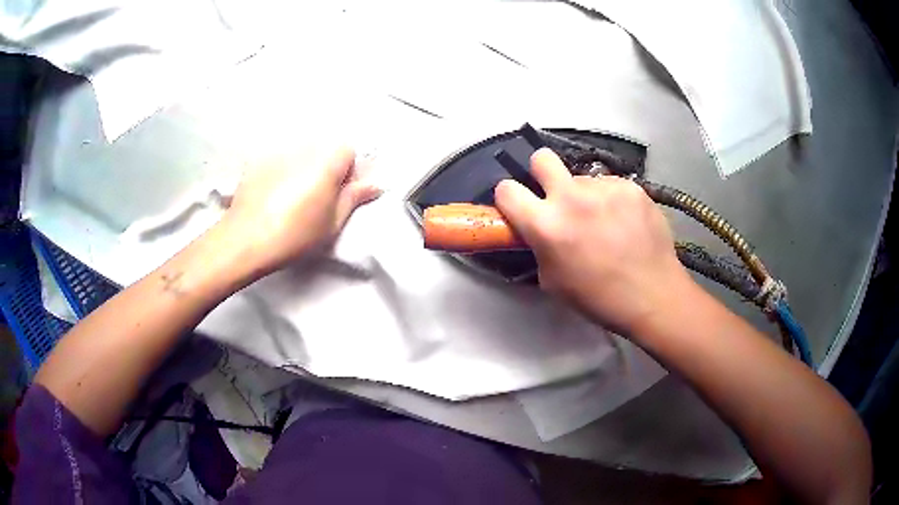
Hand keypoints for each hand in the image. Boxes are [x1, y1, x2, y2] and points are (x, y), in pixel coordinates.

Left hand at [220, 146, 380, 277]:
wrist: (246, 239)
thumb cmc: (295, 234)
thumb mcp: (332, 222)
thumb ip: (354, 198)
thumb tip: (375, 184)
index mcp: (326, 161)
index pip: (348, 150)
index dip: (348, 171)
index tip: (340, 194)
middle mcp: (303, 148)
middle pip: (324, 150)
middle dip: (326, 169)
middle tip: (317, 199)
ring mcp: (278, 152)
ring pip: (300, 154)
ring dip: (303, 169)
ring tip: (291, 198)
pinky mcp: (258, 161)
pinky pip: (278, 160)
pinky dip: (281, 171)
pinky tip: (272, 195)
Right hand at [494, 148, 691, 335]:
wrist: (653, 296)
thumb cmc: (598, 298)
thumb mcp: (552, 281)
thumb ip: (539, 246)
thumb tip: (538, 230)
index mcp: (547, 225)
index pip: (506, 189)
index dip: (509, 198)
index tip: (520, 207)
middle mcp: (572, 197)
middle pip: (542, 158)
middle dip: (542, 173)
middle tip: (557, 196)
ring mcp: (605, 188)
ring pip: (583, 178)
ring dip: (585, 195)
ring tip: (605, 222)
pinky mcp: (631, 187)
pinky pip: (610, 186)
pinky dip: (611, 200)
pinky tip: (625, 222)